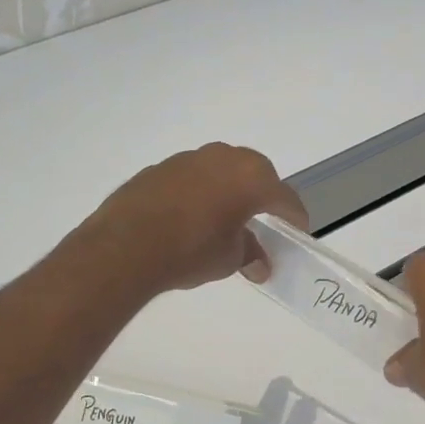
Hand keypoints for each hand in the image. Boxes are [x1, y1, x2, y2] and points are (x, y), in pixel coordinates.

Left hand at [78, 143, 307, 295]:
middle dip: (263, 195)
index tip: (299, 231)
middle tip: (264, 219)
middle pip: (256, 174)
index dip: (295, 217)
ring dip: (229, 189)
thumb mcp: (229, 259)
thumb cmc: (191, 251)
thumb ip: (249, 254)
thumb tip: (259, 265)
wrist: (125, 246)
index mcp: (251, 178)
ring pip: (222, 170)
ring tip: (225, 216)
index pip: (284, 197)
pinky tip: (191, 215)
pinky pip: (193, 177)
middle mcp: (224, 158)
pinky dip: (200, 191)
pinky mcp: (160, 167)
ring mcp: (189, 159)